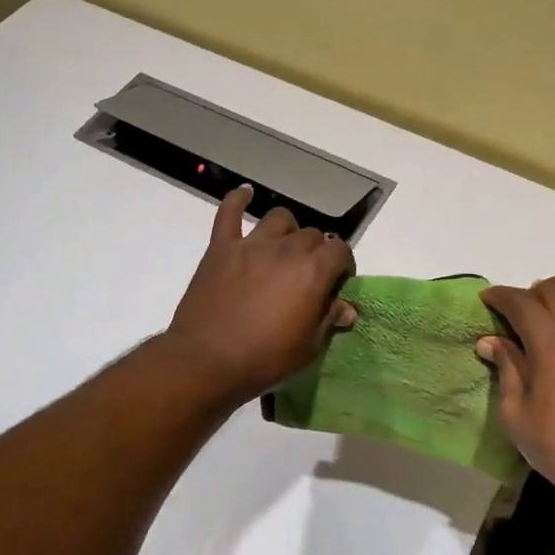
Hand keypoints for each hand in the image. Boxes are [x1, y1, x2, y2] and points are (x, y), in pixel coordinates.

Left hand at [165, 185, 357, 403]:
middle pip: (311, 234)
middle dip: (317, 251)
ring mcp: (251, 244)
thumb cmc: (264, 359)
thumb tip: (347, 307)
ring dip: (287, 230)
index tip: (337, 282)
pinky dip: (238, 199)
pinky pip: (229, 212)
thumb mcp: (308, 348)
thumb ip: (328, 320)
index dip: (343, 264)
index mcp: (312, 272)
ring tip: (283, 248)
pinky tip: (245, 193)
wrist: (206, 361)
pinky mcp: (221, 247)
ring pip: (279, 218)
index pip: (340, 250)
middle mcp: (286, 249)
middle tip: (308, 274)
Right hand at [478, 259, 554, 508]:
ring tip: (554, 291)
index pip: (519, 304)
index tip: (488, 300)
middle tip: (521, 309)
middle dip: (530, 294)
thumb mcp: (518, 416)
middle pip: (553, 292)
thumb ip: (507, 371)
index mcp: (551, 345)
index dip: (500, 297)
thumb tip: (490, 341)